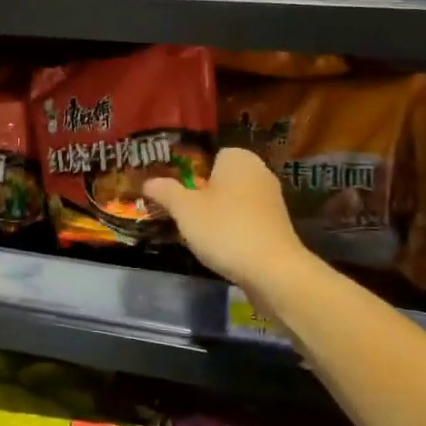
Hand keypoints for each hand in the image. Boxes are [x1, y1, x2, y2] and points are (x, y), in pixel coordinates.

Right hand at [143, 148, 309, 293]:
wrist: (273, 270)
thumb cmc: (225, 228)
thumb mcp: (185, 210)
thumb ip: (166, 191)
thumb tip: (148, 181)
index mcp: (238, 158)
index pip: (208, 155)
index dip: (189, 173)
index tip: (173, 191)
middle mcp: (259, 171)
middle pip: (221, 179)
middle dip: (201, 194)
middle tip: (179, 212)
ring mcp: (271, 199)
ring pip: (233, 201)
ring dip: (216, 213)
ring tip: (195, 232)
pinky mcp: (277, 225)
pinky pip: (245, 219)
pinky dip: (232, 228)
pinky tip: (220, 246)